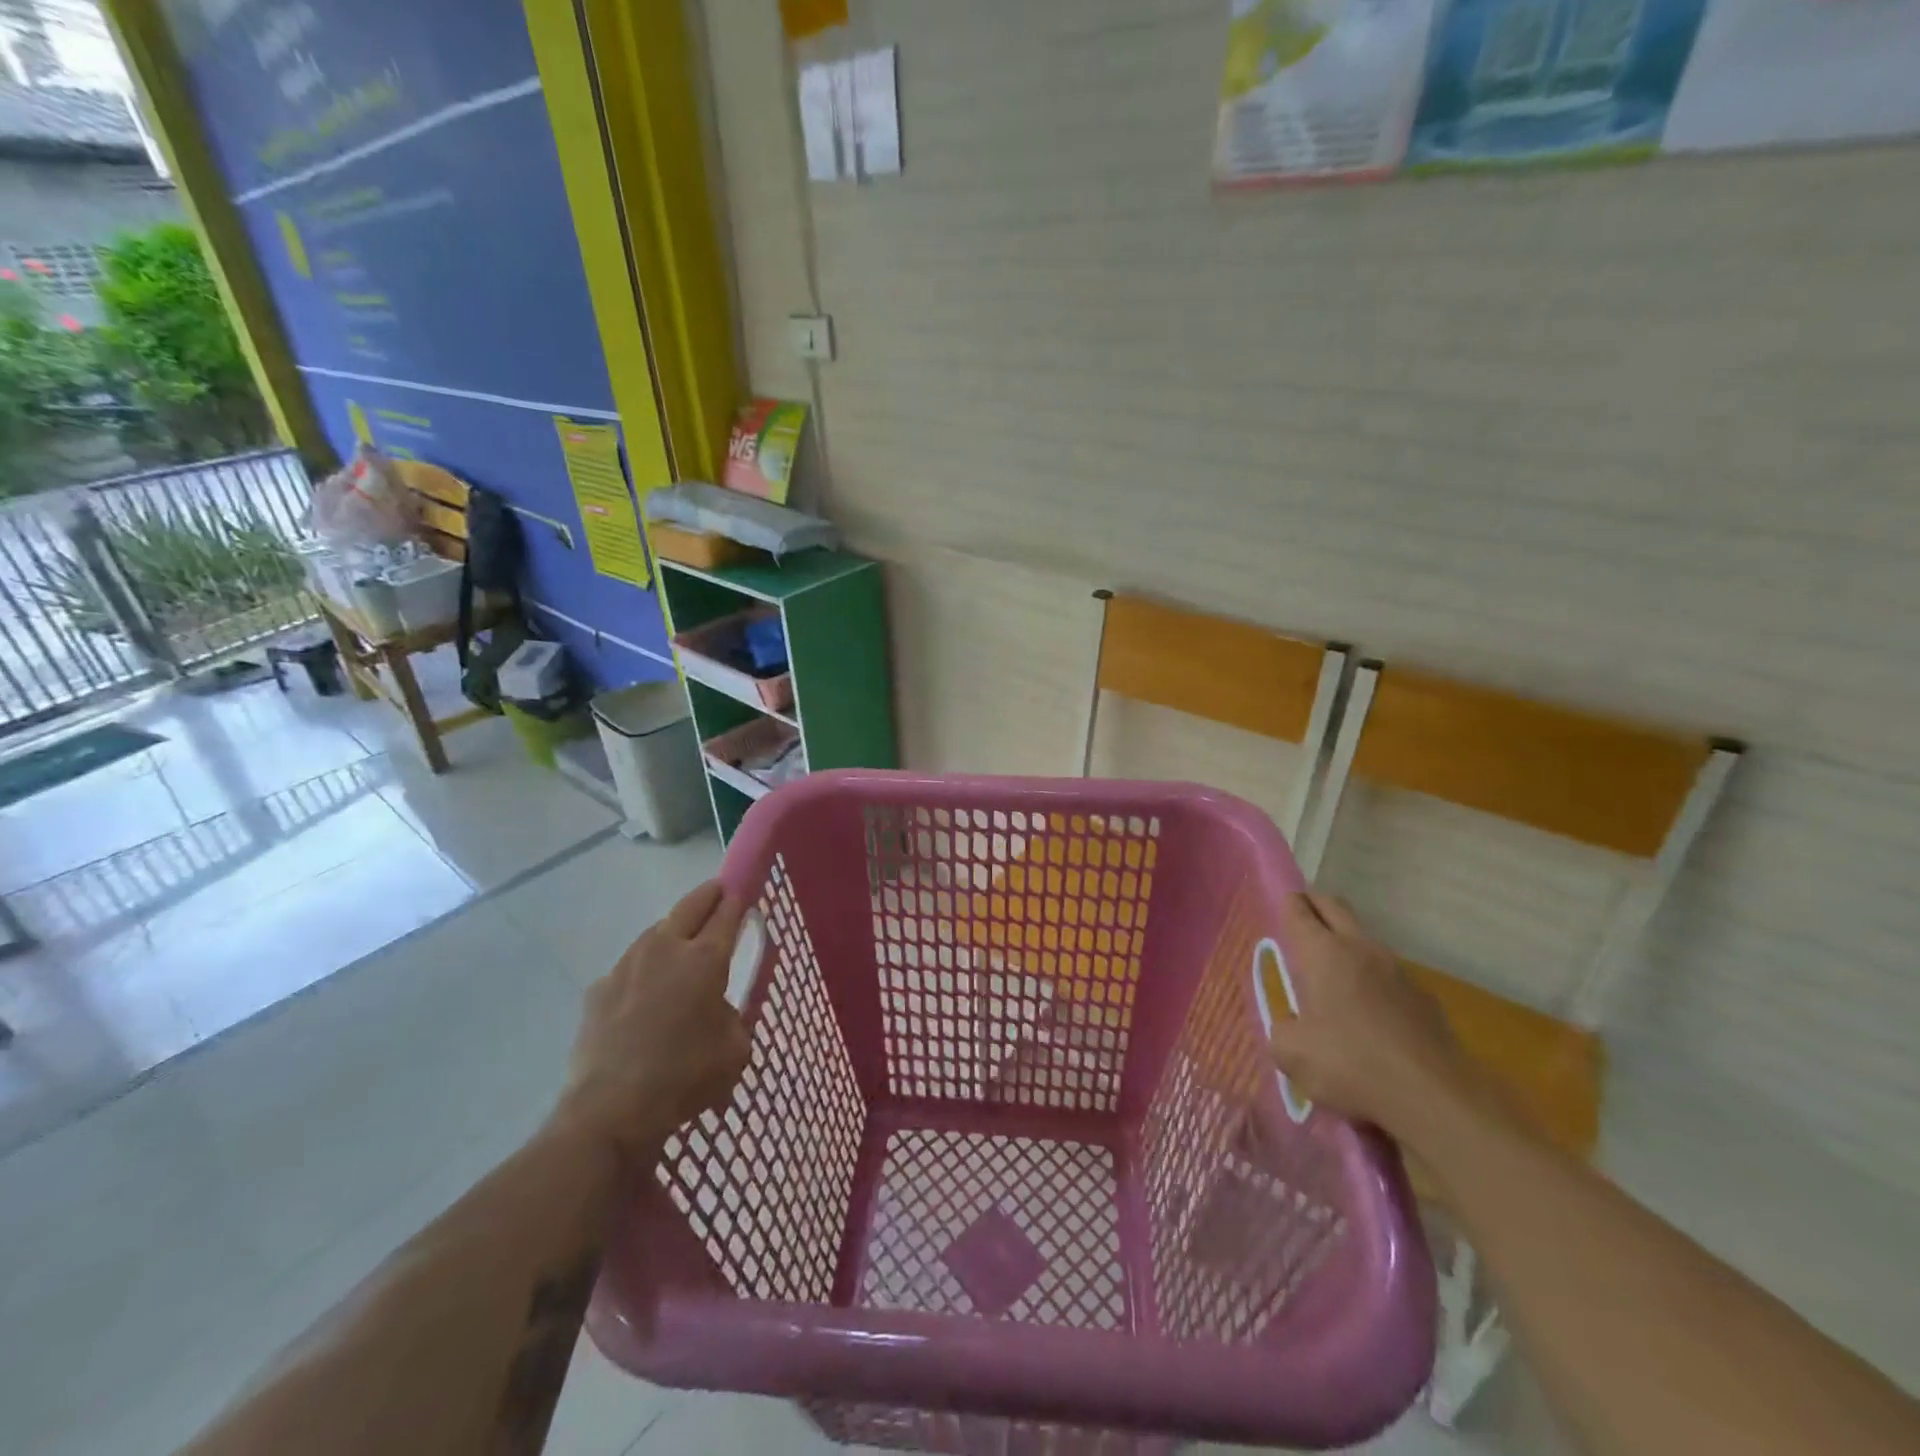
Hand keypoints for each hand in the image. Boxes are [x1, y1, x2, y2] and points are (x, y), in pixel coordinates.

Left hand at [553, 881, 750, 1163]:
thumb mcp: (735, 1050)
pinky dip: (644, 968)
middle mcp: (666, 949)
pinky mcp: (599, 989)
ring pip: (656, 931)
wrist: (609, 1109)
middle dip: (709, 894)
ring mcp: (627, 965)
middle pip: (690, 905)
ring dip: (674, 929)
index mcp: (705, 959)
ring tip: (682, 943)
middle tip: (719, 892)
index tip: (745, 889)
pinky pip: (630, 966)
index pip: (727, 913)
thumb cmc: (684, 1078)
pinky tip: (646, 992)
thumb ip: (733, 1018)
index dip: (738, 898)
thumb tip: (719, 1009)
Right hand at [1267, 892, 1479, 1143]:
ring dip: (1347, 943)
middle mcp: (1360, 949)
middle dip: (1315, 904)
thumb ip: (1282, 1031)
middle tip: (1301, 915)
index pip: (1299, 910)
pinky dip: (1373, 980)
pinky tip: (1370, 1012)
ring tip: (1333, 971)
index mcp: (1322, 953)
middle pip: (1335, 907)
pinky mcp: (1424, 997)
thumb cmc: (1351, 1064)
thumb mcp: (1292, 1054)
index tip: (1280, 906)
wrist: (1435, 1097)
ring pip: (1365, 939)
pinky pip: (1389, 974)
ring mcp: (1398, 970)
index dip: (1287, 904)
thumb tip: (1290, 1027)